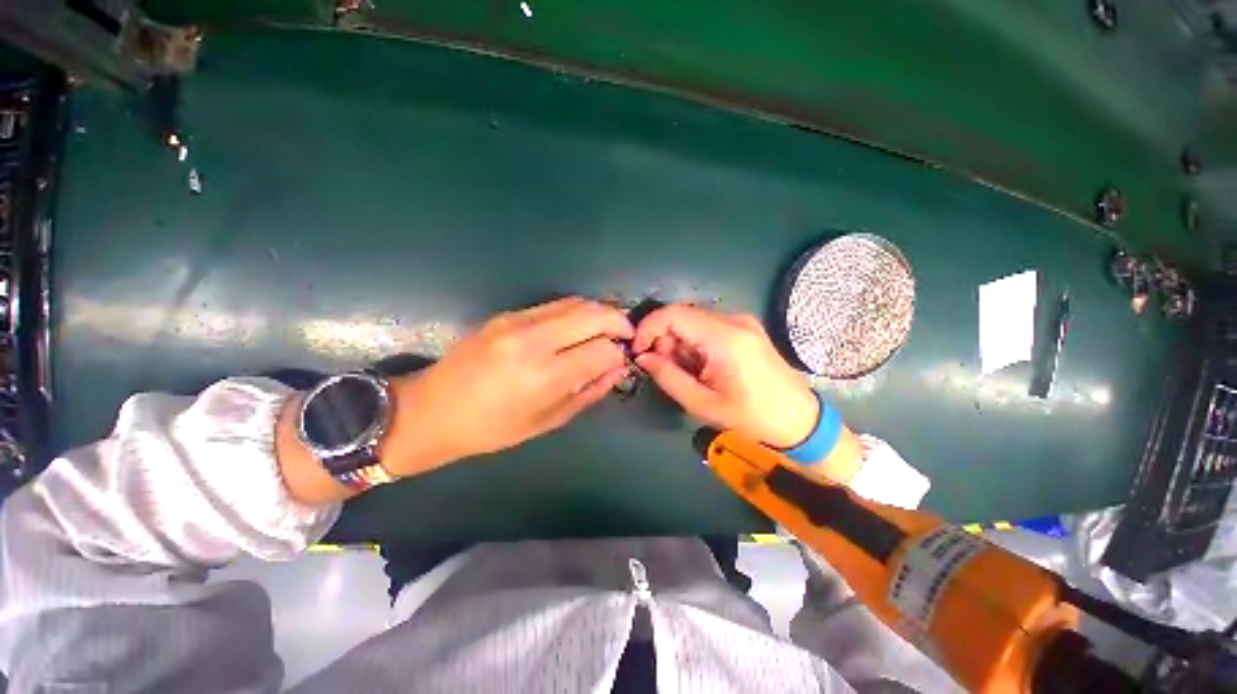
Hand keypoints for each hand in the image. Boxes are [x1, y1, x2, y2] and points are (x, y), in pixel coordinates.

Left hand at [381, 297, 632, 474]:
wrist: (431, 409)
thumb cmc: (490, 428)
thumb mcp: (546, 421)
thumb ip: (588, 392)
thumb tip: (618, 370)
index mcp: (542, 376)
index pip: (601, 350)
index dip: (619, 353)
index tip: (622, 360)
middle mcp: (532, 340)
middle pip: (593, 314)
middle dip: (618, 321)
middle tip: (626, 335)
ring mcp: (516, 321)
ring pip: (576, 302)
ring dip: (598, 313)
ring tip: (604, 330)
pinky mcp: (506, 313)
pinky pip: (554, 305)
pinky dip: (576, 312)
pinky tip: (576, 328)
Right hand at [633, 304, 817, 448]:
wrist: (799, 419)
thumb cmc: (752, 417)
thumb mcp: (703, 403)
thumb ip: (668, 377)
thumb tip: (643, 357)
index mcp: (725, 338)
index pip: (674, 314)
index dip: (648, 327)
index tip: (638, 351)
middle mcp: (734, 320)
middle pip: (683, 316)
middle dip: (664, 340)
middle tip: (663, 369)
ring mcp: (742, 321)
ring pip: (693, 321)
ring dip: (679, 343)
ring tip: (686, 372)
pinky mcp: (745, 328)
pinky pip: (707, 327)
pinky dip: (694, 343)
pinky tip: (700, 366)